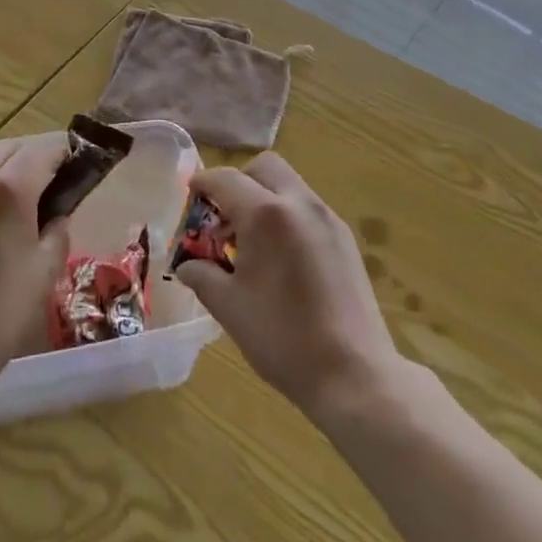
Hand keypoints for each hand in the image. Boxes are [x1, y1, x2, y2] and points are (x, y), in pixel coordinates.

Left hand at [0, 136, 71, 387]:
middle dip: (30, 160)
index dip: (64, 156)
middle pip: (10, 149)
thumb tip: (56, 214)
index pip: (45, 151)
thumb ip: (58, 230)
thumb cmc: (0, 312)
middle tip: (44, 189)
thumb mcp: (46, 270)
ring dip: (0, 171)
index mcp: (10, 187)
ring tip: (9, 204)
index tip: (74, 171)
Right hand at [174, 152, 403, 420]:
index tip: (190, 194)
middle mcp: (300, 203)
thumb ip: (202, 275)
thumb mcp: (229, 307)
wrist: (353, 374)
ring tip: (251, 243)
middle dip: (239, 182)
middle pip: (264, 168)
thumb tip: (187, 264)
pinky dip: (287, 215)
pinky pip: (307, 208)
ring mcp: (328, 218)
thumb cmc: (283, 339)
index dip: (203, 183)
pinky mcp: (345, 238)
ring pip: (289, 185)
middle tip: (223, 218)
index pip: (226, 179)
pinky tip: (281, 258)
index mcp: (267, 214)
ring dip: (264, 197)